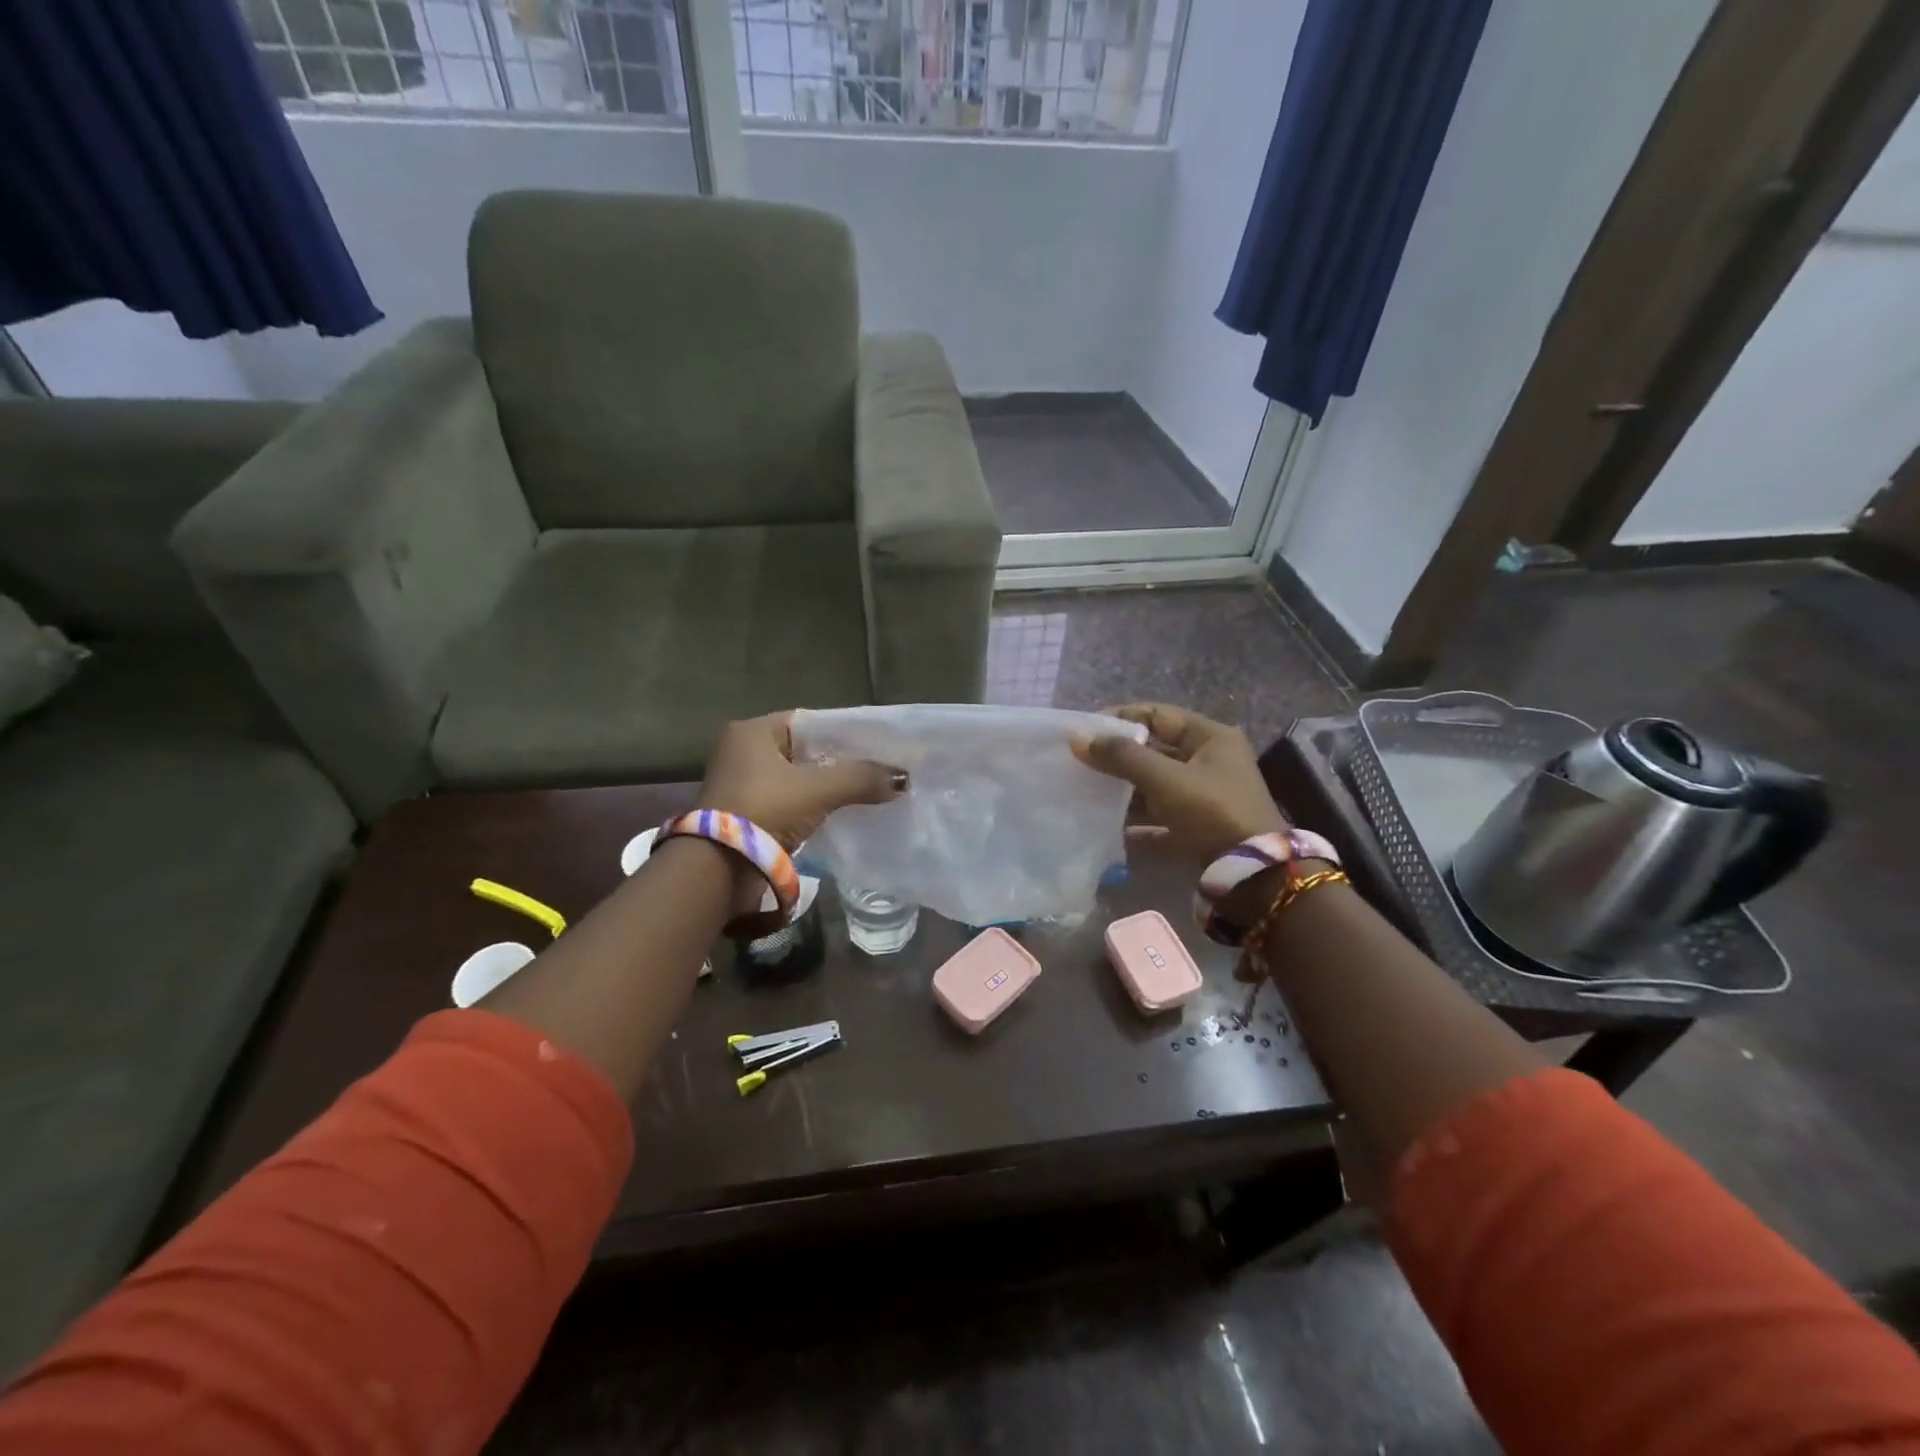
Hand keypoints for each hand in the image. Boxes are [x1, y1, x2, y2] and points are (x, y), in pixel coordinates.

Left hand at [697, 713, 905, 850]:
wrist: (718, 869)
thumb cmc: (766, 810)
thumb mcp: (819, 789)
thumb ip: (861, 778)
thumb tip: (902, 779)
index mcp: (753, 731)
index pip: (810, 723)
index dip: (845, 733)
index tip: (877, 746)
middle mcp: (742, 751)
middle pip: (805, 751)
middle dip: (839, 762)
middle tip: (877, 770)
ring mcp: (742, 784)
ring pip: (798, 778)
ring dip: (827, 787)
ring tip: (866, 792)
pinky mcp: (745, 814)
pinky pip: (789, 801)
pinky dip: (812, 806)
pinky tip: (840, 813)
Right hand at [1073, 703, 1287, 861]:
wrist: (1255, 875)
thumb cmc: (1212, 811)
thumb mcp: (1165, 779)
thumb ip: (1122, 757)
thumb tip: (1078, 739)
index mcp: (1210, 737)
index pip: (1157, 714)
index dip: (1120, 718)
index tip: (1085, 731)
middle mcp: (1209, 761)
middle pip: (1154, 750)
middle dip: (1117, 757)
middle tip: (1080, 764)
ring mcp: (1205, 796)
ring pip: (1154, 785)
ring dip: (1124, 790)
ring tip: (1087, 794)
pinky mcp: (1198, 827)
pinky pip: (1160, 817)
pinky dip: (1137, 821)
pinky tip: (1108, 826)